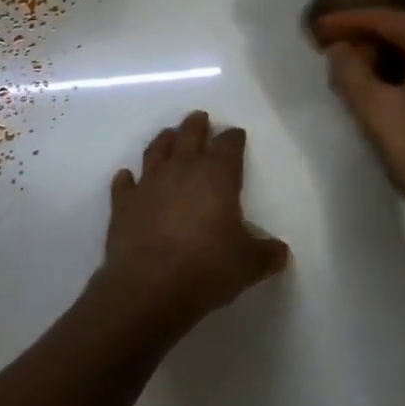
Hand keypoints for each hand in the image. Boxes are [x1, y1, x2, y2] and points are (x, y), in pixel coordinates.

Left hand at [99, 110, 289, 326]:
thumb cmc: (208, 268)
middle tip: (199, 117)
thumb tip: (281, 252)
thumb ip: (266, 254)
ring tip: (168, 134)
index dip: (233, 137)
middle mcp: (182, 171)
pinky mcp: (123, 205)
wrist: (150, 287)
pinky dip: (126, 179)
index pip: (228, 146)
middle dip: (196, 125)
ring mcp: (149, 185)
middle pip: (189, 136)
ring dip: (164, 140)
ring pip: (156, 151)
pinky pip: (123, 184)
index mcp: (217, 177)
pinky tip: (126, 177)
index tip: (236, 134)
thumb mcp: (249, 264)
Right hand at [312, 8, 404, 245]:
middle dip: (371, 30)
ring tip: (353, 59)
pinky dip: (403, 65)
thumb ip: (352, 74)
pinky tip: (381, 82)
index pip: (393, 19)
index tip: (323, 24)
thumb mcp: (377, 113)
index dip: (355, 18)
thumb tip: (340, 50)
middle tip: (336, 38)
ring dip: (387, 49)